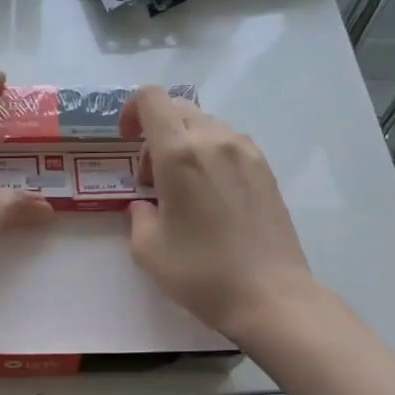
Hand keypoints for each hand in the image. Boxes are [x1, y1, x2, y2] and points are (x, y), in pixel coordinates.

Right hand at [123, 86, 317, 340]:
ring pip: (206, 126)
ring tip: (183, 190)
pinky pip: (229, 144)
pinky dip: (211, 156)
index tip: (126, 140)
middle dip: (156, 133)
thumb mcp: (148, 249)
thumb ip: (137, 215)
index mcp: (180, 153)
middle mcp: (215, 140)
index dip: (132, 110)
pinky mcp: (266, 169)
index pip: (152, 99)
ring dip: (185, 144)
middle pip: (179, 109)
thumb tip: (145, 205)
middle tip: (151, 177)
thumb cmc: (201, 273)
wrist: (269, 295)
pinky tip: (211, 197)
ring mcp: (247, 152)